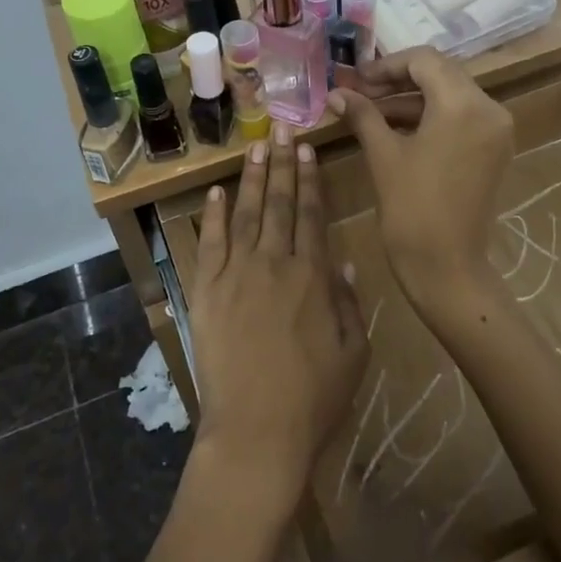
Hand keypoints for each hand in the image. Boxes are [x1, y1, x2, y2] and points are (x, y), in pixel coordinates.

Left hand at [187, 126, 368, 516]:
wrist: (256, 432)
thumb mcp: (354, 353)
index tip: (307, 148)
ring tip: (255, 146)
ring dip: (251, 178)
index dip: (310, 179)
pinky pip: (208, 244)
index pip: (312, 214)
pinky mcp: (206, 292)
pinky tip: (215, 192)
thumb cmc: (313, 399)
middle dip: (282, 164)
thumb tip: (345, 259)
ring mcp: (236, 275)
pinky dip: (211, 216)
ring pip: (244, 214)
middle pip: (279, 203)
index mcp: (313, 276)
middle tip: (282, 128)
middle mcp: (274, 263)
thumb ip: (350, 301)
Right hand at [329, 47, 513, 309]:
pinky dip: (430, 117)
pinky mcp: (494, 149)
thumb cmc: (411, 208)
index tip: (356, 79)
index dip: (386, 65)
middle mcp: (489, 109)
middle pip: (441, 73)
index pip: (424, 60)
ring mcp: (496, 130)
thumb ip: (362, 114)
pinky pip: (460, 117)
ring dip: (412, 98)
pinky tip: (395, 126)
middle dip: (398, 79)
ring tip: (370, 109)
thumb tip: (336, 92)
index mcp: (464, 104)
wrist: (446, 266)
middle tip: (360, 92)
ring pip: (450, 95)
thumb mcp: (383, 154)